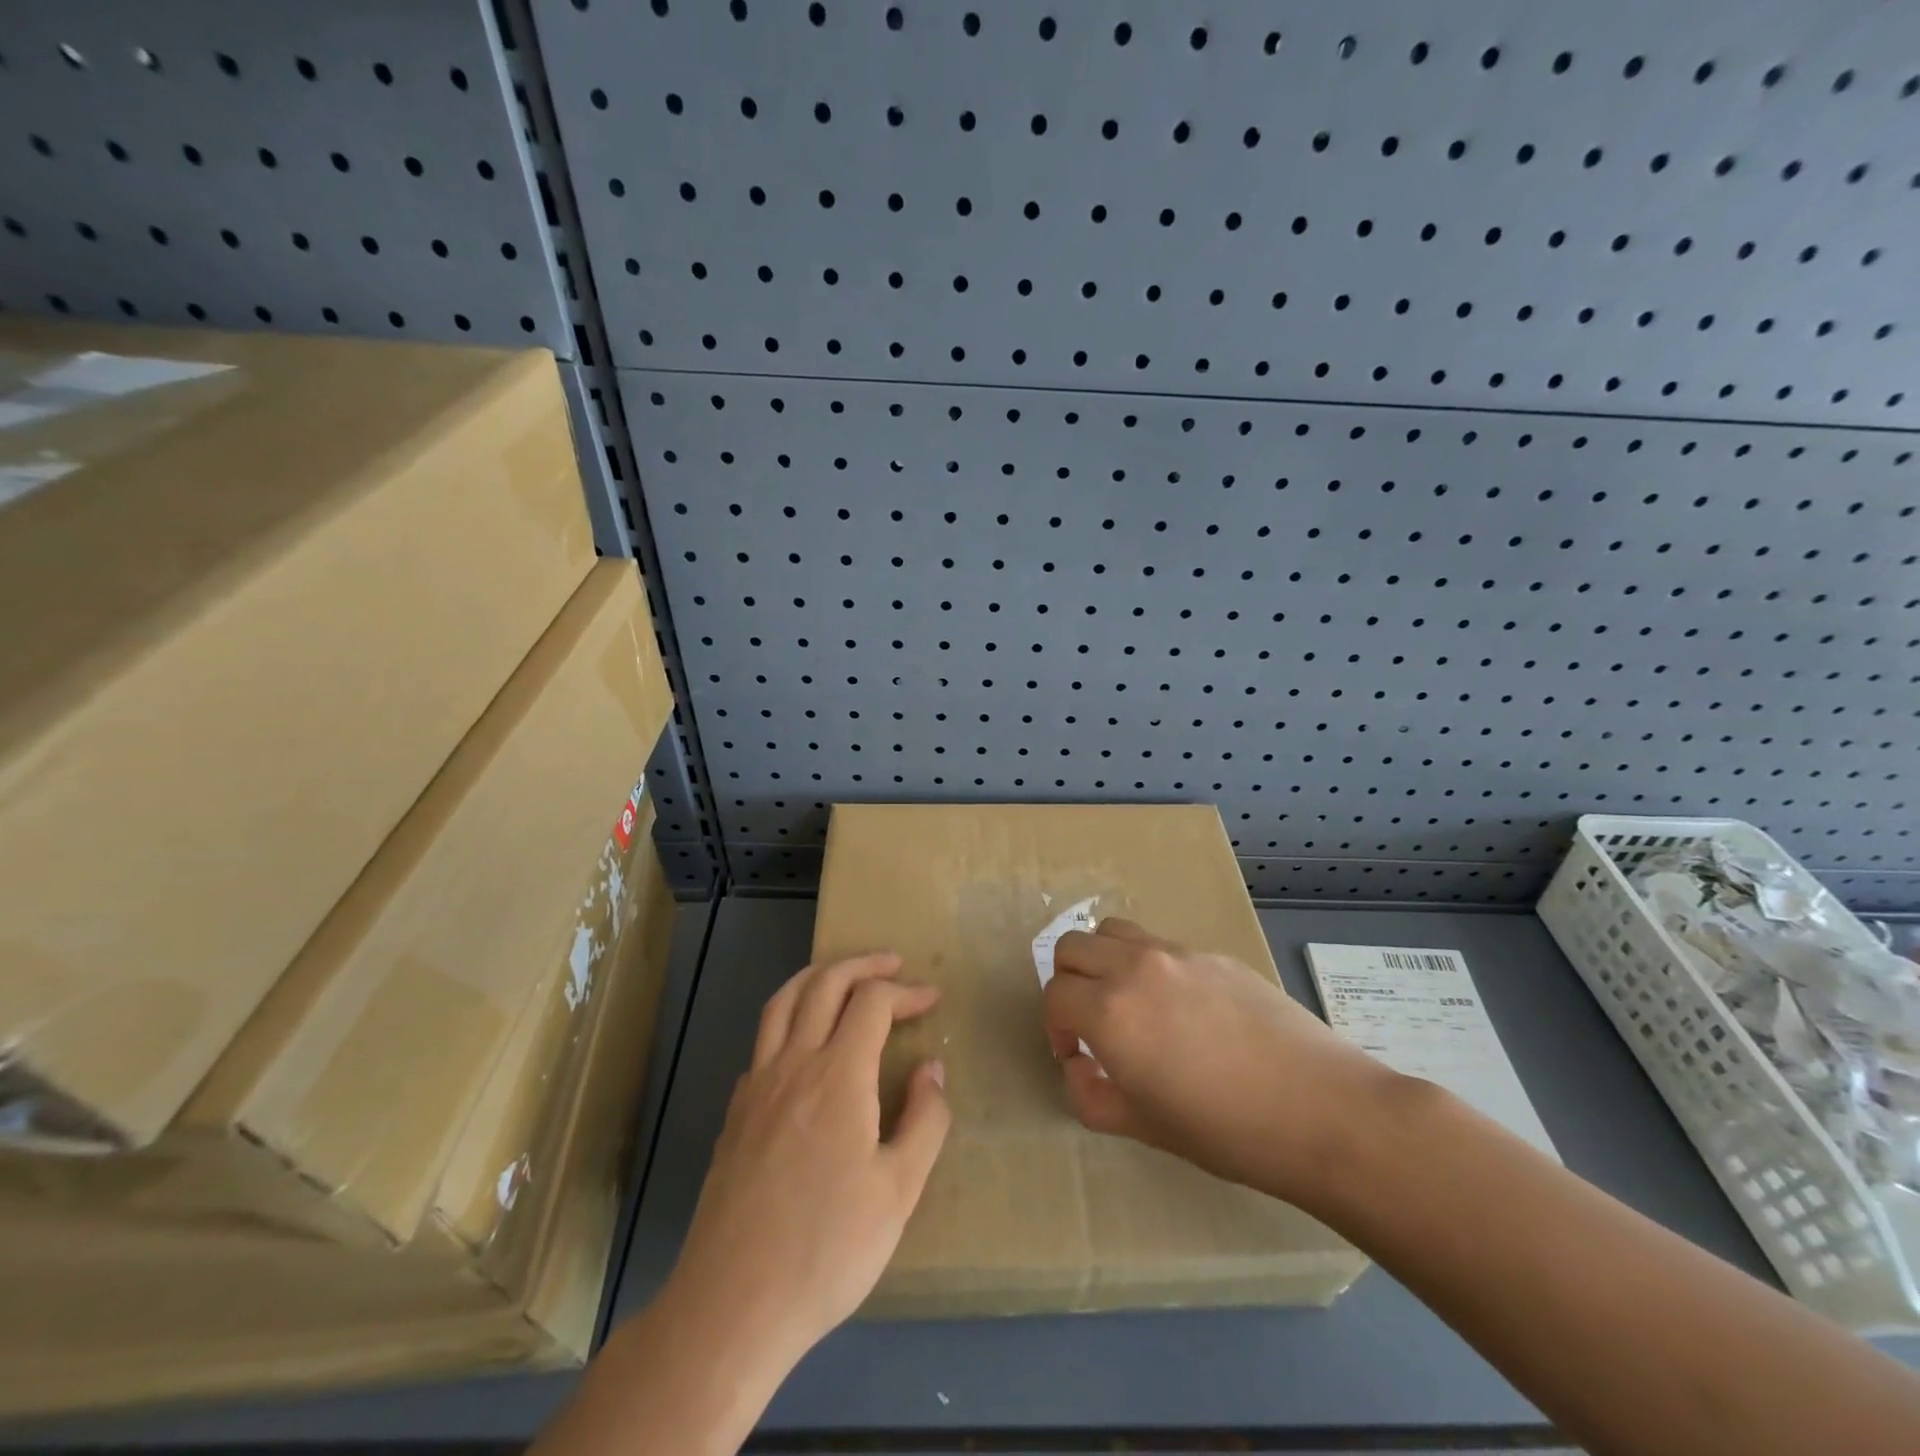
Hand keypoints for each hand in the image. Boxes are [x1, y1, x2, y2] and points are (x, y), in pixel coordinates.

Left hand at [663, 952, 950, 1371]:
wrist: (732, 1304)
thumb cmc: (827, 1250)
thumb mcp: (898, 1192)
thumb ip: (924, 1121)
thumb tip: (932, 1069)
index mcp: (838, 1076)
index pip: (873, 1003)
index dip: (905, 992)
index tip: (931, 999)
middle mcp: (794, 1064)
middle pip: (824, 984)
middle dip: (863, 965)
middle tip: (893, 964)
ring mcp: (757, 1086)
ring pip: (783, 1002)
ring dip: (817, 976)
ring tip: (843, 975)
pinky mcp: (735, 1112)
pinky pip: (763, 1040)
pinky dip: (788, 1018)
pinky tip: (801, 1044)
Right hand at [1045, 918, 1389, 1204]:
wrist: (1322, 1111)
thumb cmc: (1227, 1131)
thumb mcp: (1145, 1127)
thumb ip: (1092, 1096)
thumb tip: (1081, 1068)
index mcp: (1110, 1011)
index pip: (1055, 995)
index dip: (1055, 1028)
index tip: (1076, 1056)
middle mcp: (1135, 967)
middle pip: (1072, 946)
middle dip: (1069, 982)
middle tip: (1091, 1021)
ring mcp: (1178, 953)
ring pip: (1113, 931)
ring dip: (1104, 959)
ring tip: (1128, 1001)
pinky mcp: (1215, 954)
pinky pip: (1161, 945)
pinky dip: (1148, 965)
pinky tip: (1185, 1010)